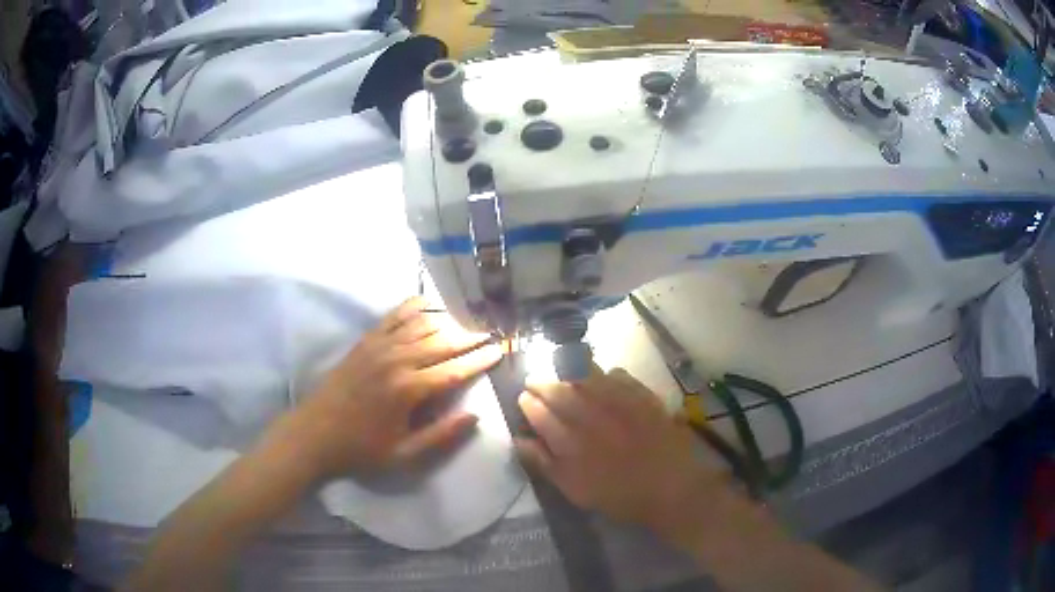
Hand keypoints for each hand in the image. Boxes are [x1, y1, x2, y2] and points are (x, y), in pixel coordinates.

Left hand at [292, 297, 502, 477]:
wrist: (313, 435)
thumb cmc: (360, 450)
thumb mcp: (404, 455)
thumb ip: (441, 436)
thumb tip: (475, 416)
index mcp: (408, 390)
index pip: (454, 370)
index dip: (480, 360)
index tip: (500, 351)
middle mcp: (397, 360)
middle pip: (442, 341)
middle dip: (470, 336)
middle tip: (491, 332)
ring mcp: (378, 346)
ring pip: (421, 324)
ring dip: (447, 320)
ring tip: (467, 319)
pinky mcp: (365, 341)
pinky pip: (394, 317)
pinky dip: (414, 306)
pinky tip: (429, 302)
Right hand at [516, 367, 721, 543]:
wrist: (670, 488)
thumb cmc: (619, 495)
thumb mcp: (575, 490)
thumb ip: (545, 464)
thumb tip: (520, 440)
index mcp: (570, 440)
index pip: (539, 411)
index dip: (528, 402)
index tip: (524, 399)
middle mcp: (590, 415)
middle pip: (558, 389)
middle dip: (542, 383)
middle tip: (535, 381)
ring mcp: (618, 401)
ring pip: (584, 375)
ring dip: (568, 372)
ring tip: (562, 374)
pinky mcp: (640, 395)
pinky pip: (616, 374)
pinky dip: (604, 374)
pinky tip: (603, 381)